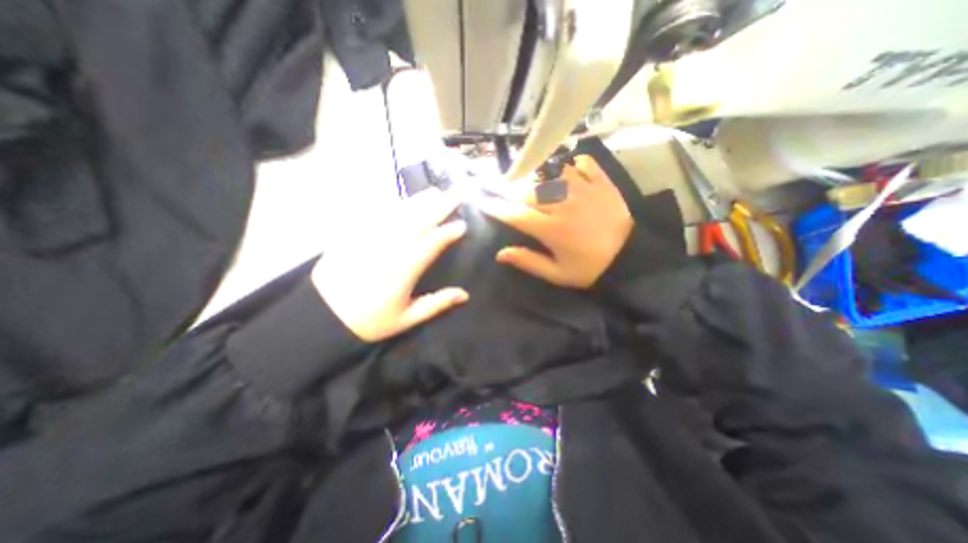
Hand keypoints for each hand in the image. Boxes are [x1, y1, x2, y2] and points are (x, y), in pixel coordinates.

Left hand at [314, 189, 469, 340]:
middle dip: (440, 206)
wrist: (322, 314)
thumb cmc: (369, 320)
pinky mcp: (354, 233)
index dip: (449, 232)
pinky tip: (401, 199)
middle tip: (457, 194)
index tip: (463, 225)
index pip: (432, 243)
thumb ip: (436, 304)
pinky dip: (391, 204)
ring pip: (399, 213)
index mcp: (404, 268)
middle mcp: (390, 246)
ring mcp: (371, 236)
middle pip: (419, 220)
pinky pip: (376, 213)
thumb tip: (464, 295)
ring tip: (434, 192)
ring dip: (419, 201)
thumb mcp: (406, 319)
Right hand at [478, 156, 632, 287]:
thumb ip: (529, 262)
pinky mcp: (601, 183)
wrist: (632, 258)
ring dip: (535, 173)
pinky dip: (570, 163)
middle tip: (495, 184)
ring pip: (551, 173)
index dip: (496, 208)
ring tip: (525, 173)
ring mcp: (583, 190)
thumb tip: (500, 253)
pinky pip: (582, 164)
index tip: (482, 201)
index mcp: (552, 229)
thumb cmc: (591, 268)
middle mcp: (563, 205)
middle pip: (528, 191)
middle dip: (508, 188)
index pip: (516, 214)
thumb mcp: (558, 274)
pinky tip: (565, 167)